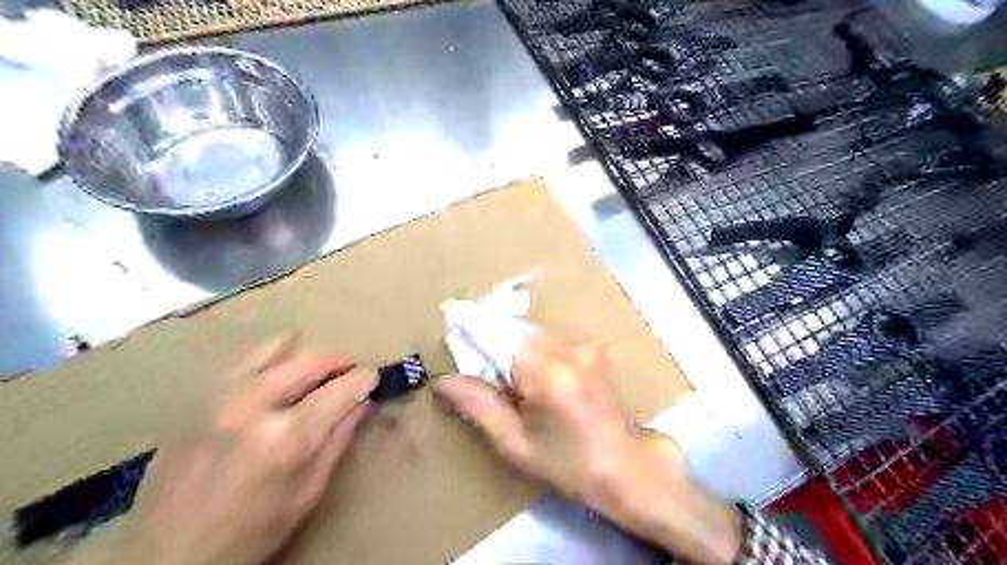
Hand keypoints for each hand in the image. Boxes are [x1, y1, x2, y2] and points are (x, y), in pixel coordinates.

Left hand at [111, 334, 377, 564]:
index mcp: (286, 437)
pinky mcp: (198, 401)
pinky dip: (270, 352)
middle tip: (353, 368)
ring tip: (322, 362)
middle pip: (309, 362)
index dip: (363, 379)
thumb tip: (362, 403)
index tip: (374, 377)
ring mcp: (220, 399)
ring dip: (307, 352)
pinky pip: (242, 362)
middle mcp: (254, 407)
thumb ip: (337, 441)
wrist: (167, 558)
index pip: (339, 391)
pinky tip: (282, 350)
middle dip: (339, 360)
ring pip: (274, 352)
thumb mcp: (307, 493)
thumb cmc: (250, 532)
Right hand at [431, 332, 737, 563]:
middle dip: (491, 340)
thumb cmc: (569, 465)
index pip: (499, 335)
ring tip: (506, 378)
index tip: (449, 314)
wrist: (628, 467)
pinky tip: (531, 377)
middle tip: (474, 363)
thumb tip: (442, 382)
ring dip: (512, 346)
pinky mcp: (591, 348)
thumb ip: (479, 405)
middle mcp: (569, 349)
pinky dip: (531, 350)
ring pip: (531, 332)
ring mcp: (584, 346)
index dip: (472, 326)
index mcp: (549, 375)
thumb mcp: (516, 444)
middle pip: (515, 329)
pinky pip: (549, 339)